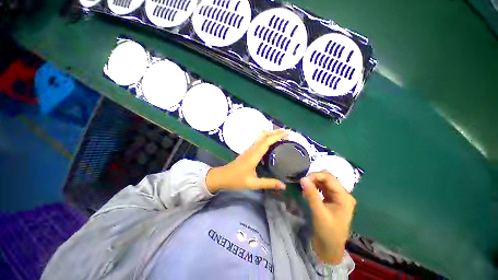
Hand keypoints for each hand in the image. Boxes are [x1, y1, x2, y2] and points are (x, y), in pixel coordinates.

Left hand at [206, 129, 288, 192]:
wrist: (221, 177)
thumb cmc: (236, 180)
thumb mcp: (253, 184)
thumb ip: (269, 183)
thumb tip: (284, 185)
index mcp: (254, 155)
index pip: (267, 141)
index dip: (277, 135)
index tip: (288, 132)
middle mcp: (252, 149)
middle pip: (264, 136)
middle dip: (275, 132)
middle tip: (287, 132)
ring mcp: (249, 150)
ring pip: (260, 137)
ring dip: (271, 134)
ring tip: (281, 136)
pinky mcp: (247, 153)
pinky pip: (258, 142)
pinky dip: (266, 139)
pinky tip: (271, 144)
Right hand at [300, 172, 356, 263]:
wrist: (330, 249)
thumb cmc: (328, 232)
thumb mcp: (319, 213)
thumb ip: (312, 195)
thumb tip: (303, 179)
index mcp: (344, 196)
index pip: (331, 179)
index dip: (317, 176)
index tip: (302, 180)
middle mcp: (343, 196)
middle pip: (329, 181)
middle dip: (316, 180)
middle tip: (302, 184)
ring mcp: (338, 200)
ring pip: (326, 186)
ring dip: (315, 185)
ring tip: (304, 189)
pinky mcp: (333, 205)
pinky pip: (325, 194)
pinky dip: (317, 192)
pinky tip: (308, 194)